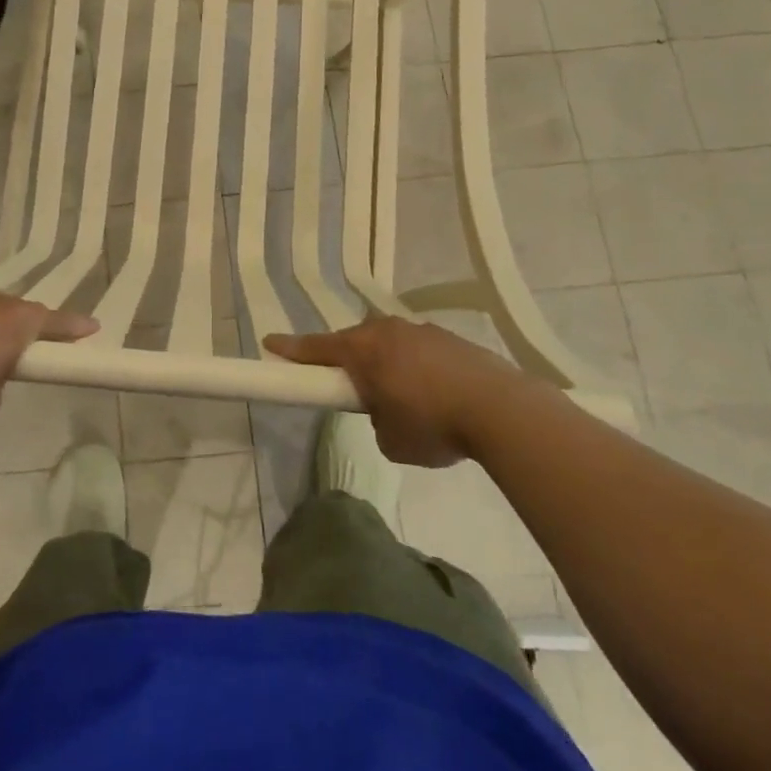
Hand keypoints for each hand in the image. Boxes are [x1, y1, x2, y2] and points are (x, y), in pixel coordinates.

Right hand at [264, 318, 533, 466]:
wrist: (501, 409)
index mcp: (363, 350)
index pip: (316, 348)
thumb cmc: (432, 424)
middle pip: (354, 342)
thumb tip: (386, 411)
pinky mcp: (451, 338)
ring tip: (404, 398)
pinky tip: (435, 394)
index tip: (269, 343)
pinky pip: (419, 350)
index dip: (291, 349)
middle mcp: (386, 331)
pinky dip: (417, 368)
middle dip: (348, 361)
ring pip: (389, 344)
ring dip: (387, 364)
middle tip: (349, 386)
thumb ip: (375, 420)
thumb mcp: (390, 439)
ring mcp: (421, 330)